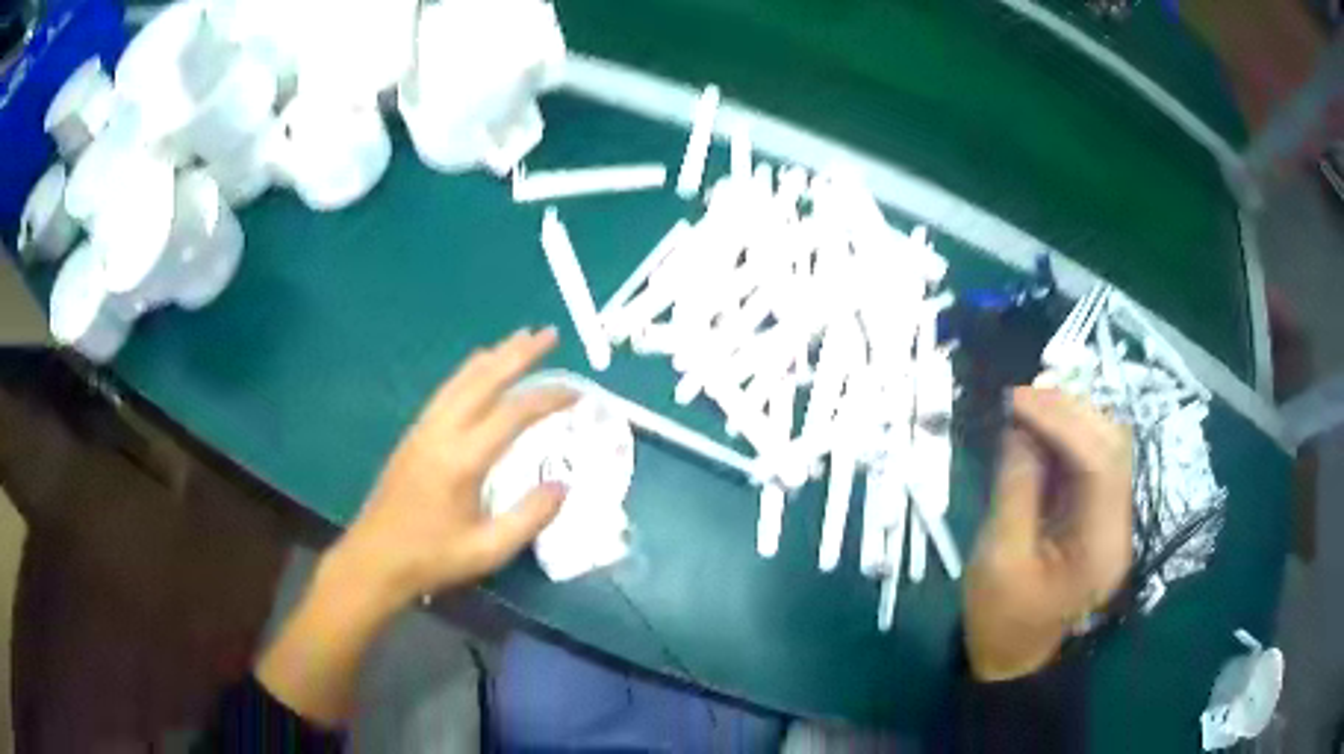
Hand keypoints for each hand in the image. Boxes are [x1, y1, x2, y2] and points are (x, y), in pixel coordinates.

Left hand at [257, 328, 575, 724]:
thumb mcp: (487, 550)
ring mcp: (423, 430)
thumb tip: (563, 484)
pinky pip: (446, 391)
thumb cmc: (431, 558)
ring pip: (461, 380)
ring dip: (493, 357)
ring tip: (519, 339)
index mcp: (462, 460)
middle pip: (484, 380)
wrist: (374, 560)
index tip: (578, 392)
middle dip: (519, 354)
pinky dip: (469, 373)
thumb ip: (529, 517)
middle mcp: (441, 433)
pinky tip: (477, 370)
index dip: (548, 398)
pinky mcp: (413, 436)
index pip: (513, 415)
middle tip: (549, 333)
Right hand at [964, 388, 1132, 681]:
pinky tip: (1040, 430)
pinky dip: (1067, 440)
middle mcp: (1118, 526)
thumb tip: (1021, 428)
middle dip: (1071, 411)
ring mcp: (1112, 521)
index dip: (1063, 421)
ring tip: (1029, 406)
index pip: (1100, 463)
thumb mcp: (998, 558)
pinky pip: (1092, 464)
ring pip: (1107, 449)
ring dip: (1071, 419)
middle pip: (1113, 448)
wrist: (1014, 659)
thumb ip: (1015, 488)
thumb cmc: (1001, 620)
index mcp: (1101, 546)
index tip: (1018, 399)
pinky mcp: (1099, 518)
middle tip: (1024, 396)